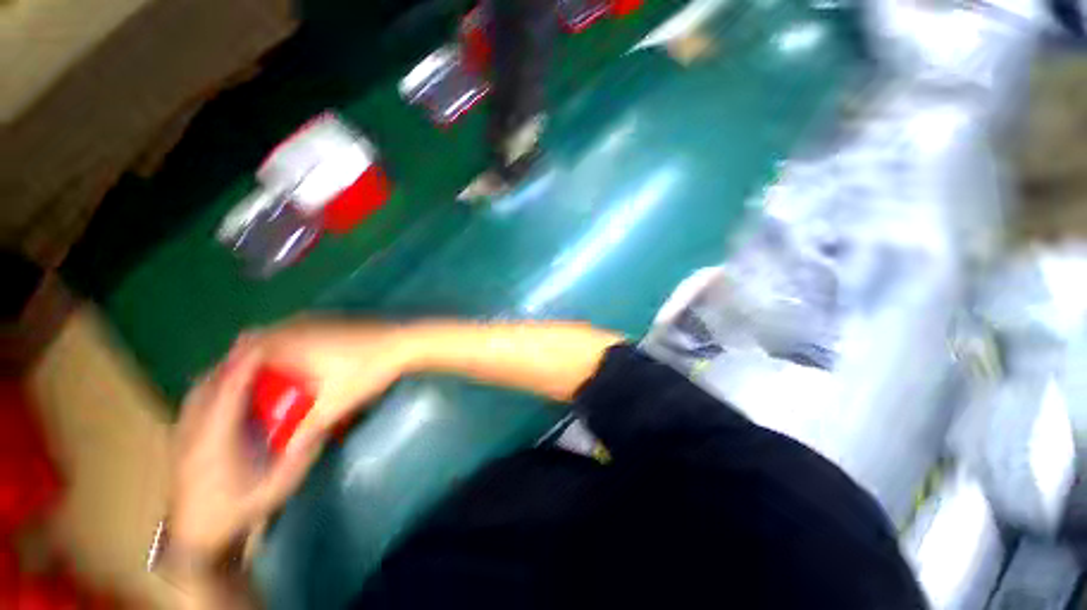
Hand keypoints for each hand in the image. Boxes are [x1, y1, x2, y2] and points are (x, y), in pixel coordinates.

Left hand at [170, 348, 321, 562]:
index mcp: (216, 440)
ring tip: (247, 355)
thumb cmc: (242, 508)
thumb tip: (324, 420)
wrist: (199, 535)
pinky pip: (197, 399)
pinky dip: (214, 383)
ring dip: (223, 369)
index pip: (229, 391)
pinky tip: (228, 382)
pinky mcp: (182, 435)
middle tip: (262, 342)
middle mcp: (194, 430)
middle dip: (234, 360)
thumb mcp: (281, 482)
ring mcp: (184, 432)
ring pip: (200, 388)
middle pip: (210, 383)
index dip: (246, 364)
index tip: (266, 342)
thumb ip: (302, 450)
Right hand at [233, 320, 415, 446]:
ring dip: (274, 350)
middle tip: (246, 388)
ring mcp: (319, 319)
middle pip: (261, 339)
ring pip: (283, 332)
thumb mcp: (335, 404)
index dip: (231, 371)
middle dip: (250, 361)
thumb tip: (285, 455)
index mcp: (288, 343)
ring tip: (270, 376)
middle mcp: (298, 326)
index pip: (244, 352)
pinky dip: (295, 343)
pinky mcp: (336, 319)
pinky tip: (305, 361)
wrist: (404, 343)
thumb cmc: (366, 371)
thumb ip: (306, 430)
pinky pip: (303, 329)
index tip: (225, 392)